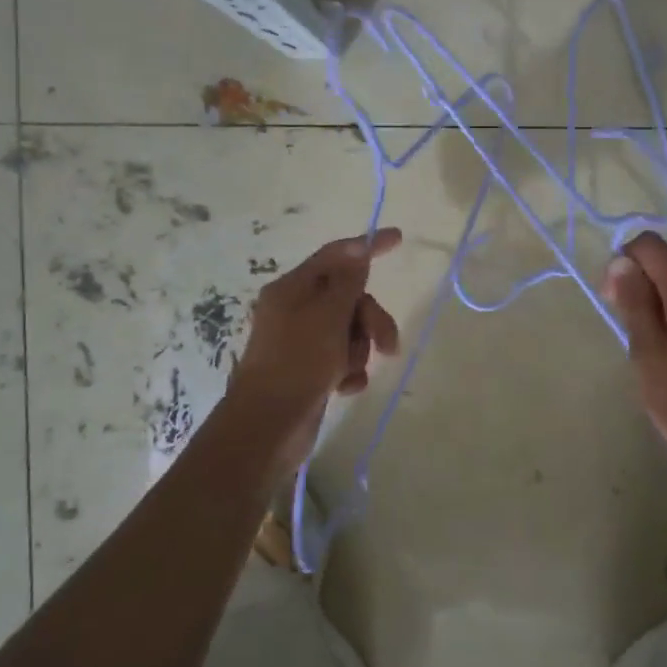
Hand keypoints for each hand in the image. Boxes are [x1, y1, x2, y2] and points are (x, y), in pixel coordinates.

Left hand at [228, 228, 402, 475]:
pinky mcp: (309, 370)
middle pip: (348, 298)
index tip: (398, 238)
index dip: (367, 246)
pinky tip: (346, 388)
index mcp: (292, 289)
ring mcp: (301, 342)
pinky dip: (349, 371)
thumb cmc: (297, 364)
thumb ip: (348, 281)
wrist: (268, 428)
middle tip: (387, 345)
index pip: (335, 256)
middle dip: (370, 319)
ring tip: (351, 372)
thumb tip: (358, 248)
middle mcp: (294, 310)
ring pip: (349, 331)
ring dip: (359, 349)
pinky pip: (342, 359)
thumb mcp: (328, 316)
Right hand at [602, 232, 666, 498]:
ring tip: (645, 354)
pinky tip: (664, 359)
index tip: (612, 299)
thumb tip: (622, 261)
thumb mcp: (649, 353)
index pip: (652, 247)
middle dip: (636, 288)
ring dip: (650, 310)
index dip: (624, 261)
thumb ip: (634, 303)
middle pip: (664, 268)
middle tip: (626, 334)